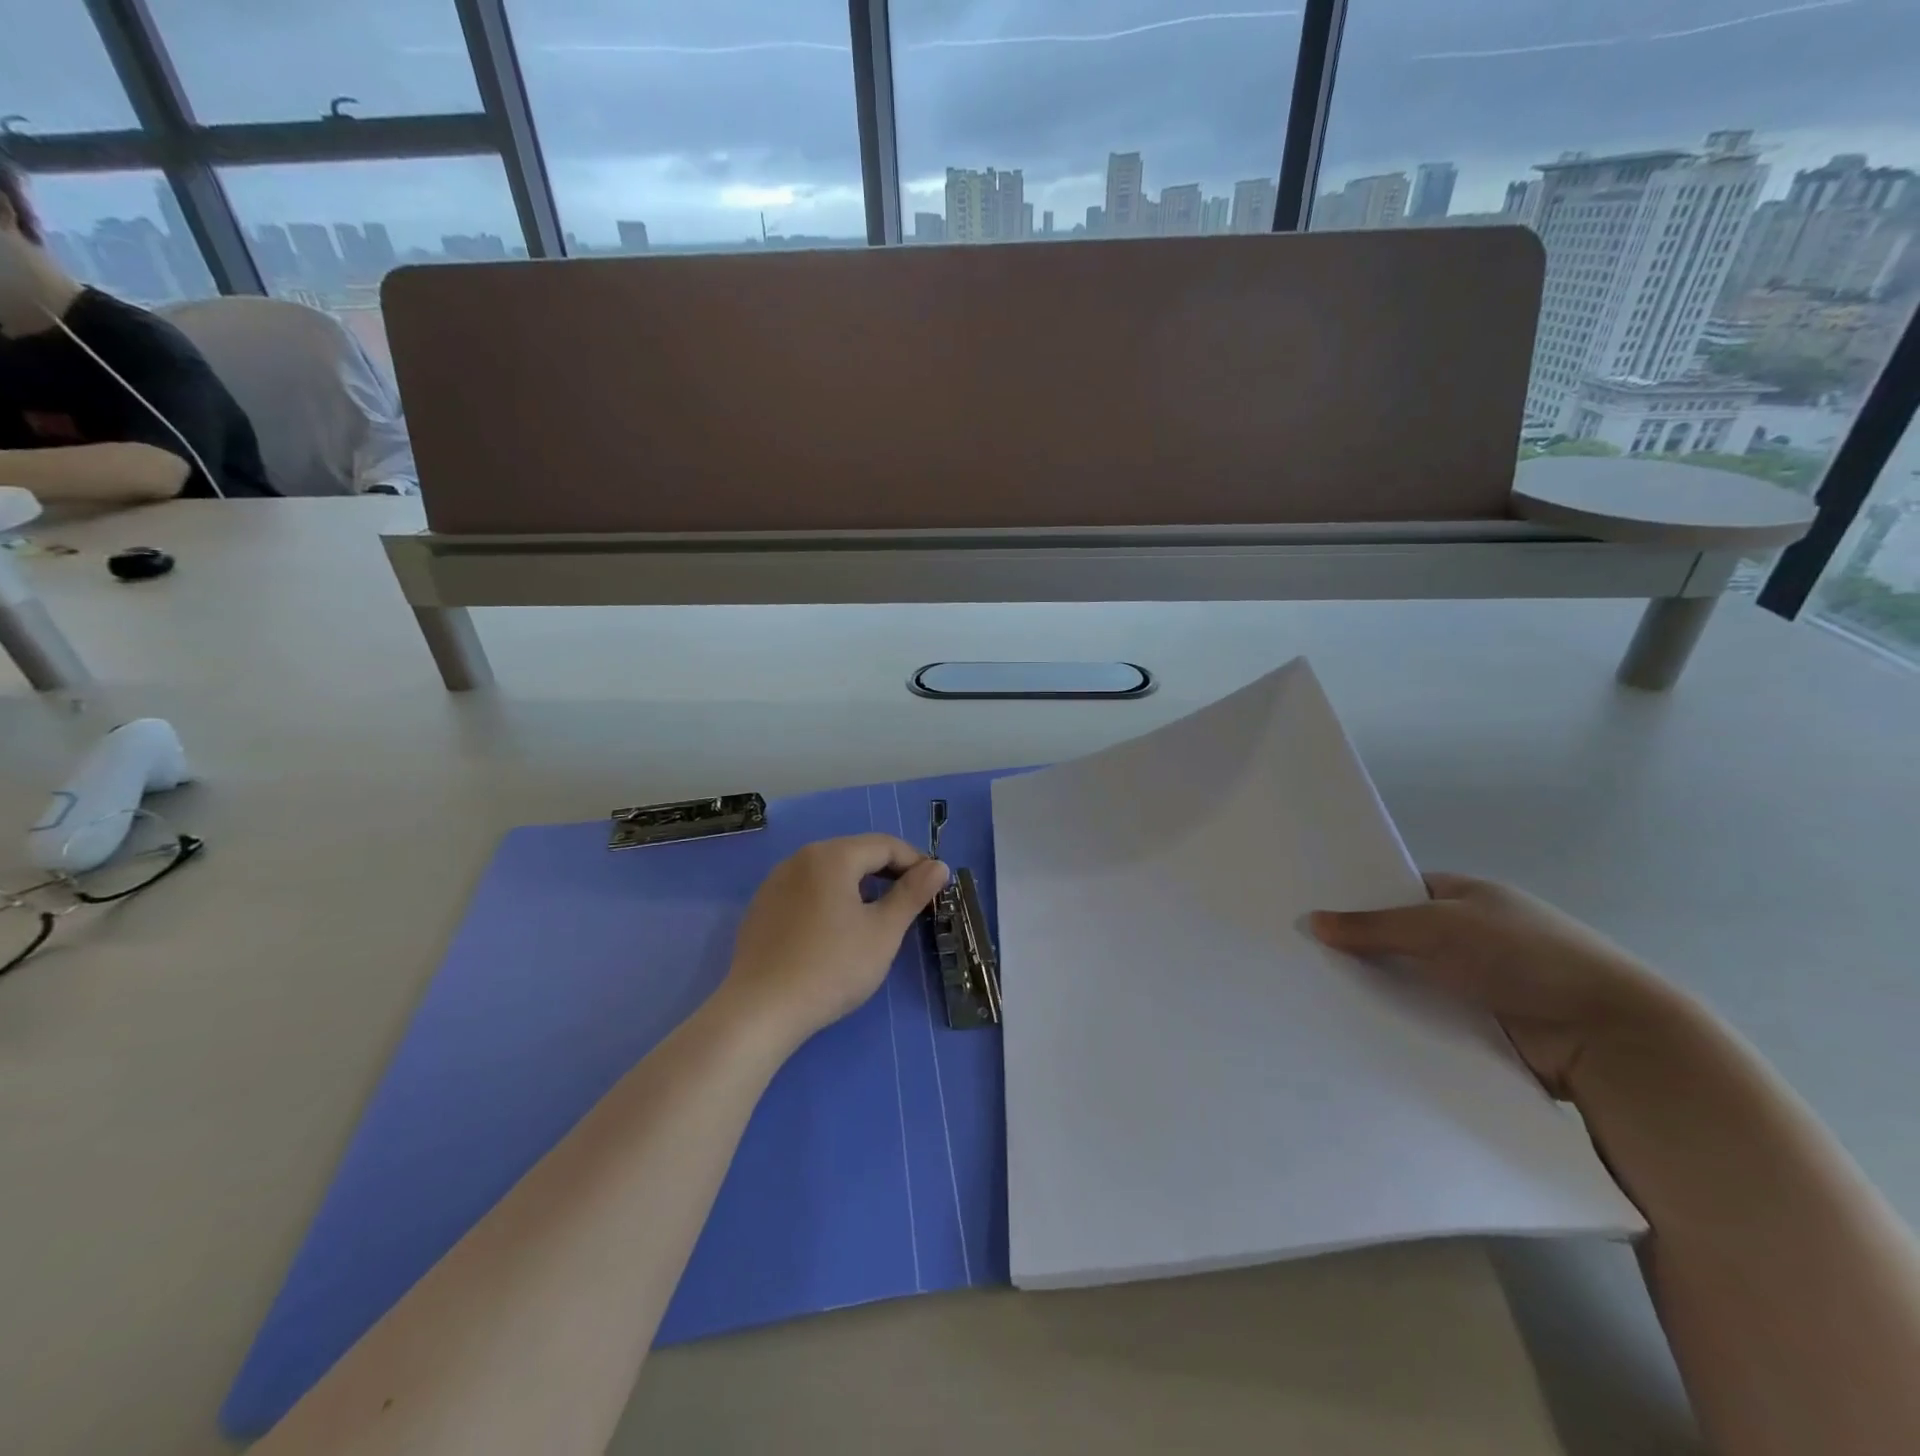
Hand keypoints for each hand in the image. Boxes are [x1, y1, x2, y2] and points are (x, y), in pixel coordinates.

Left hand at [722, 834, 948, 1046]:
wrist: (761, 1010)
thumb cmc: (832, 967)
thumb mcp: (883, 932)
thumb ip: (912, 894)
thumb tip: (938, 866)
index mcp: (832, 856)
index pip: (885, 845)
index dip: (915, 862)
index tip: (935, 887)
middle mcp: (800, 858)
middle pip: (855, 853)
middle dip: (888, 872)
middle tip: (911, 902)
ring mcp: (776, 882)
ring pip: (830, 872)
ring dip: (859, 886)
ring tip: (877, 917)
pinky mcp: (762, 907)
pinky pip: (807, 890)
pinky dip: (831, 899)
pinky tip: (836, 932)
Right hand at [1310, 873, 1678, 1097]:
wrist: (1606, 1034)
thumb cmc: (1522, 956)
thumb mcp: (1438, 926)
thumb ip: (1373, 925)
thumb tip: (1311, 921)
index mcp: (1466, 896)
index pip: (1397, 890)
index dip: (1356, 898)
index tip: (1309, 912)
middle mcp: (1469, 936)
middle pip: (1399, 938)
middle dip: (1358, 948)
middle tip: (1298, 955)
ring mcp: (1476, 982)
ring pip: (1410, 981)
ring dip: (1376, 988)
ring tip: (1311, 993)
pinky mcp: (1479, 1026)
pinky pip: (1425, 1017)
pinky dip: (1399, 1020)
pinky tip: (1352, 1025)